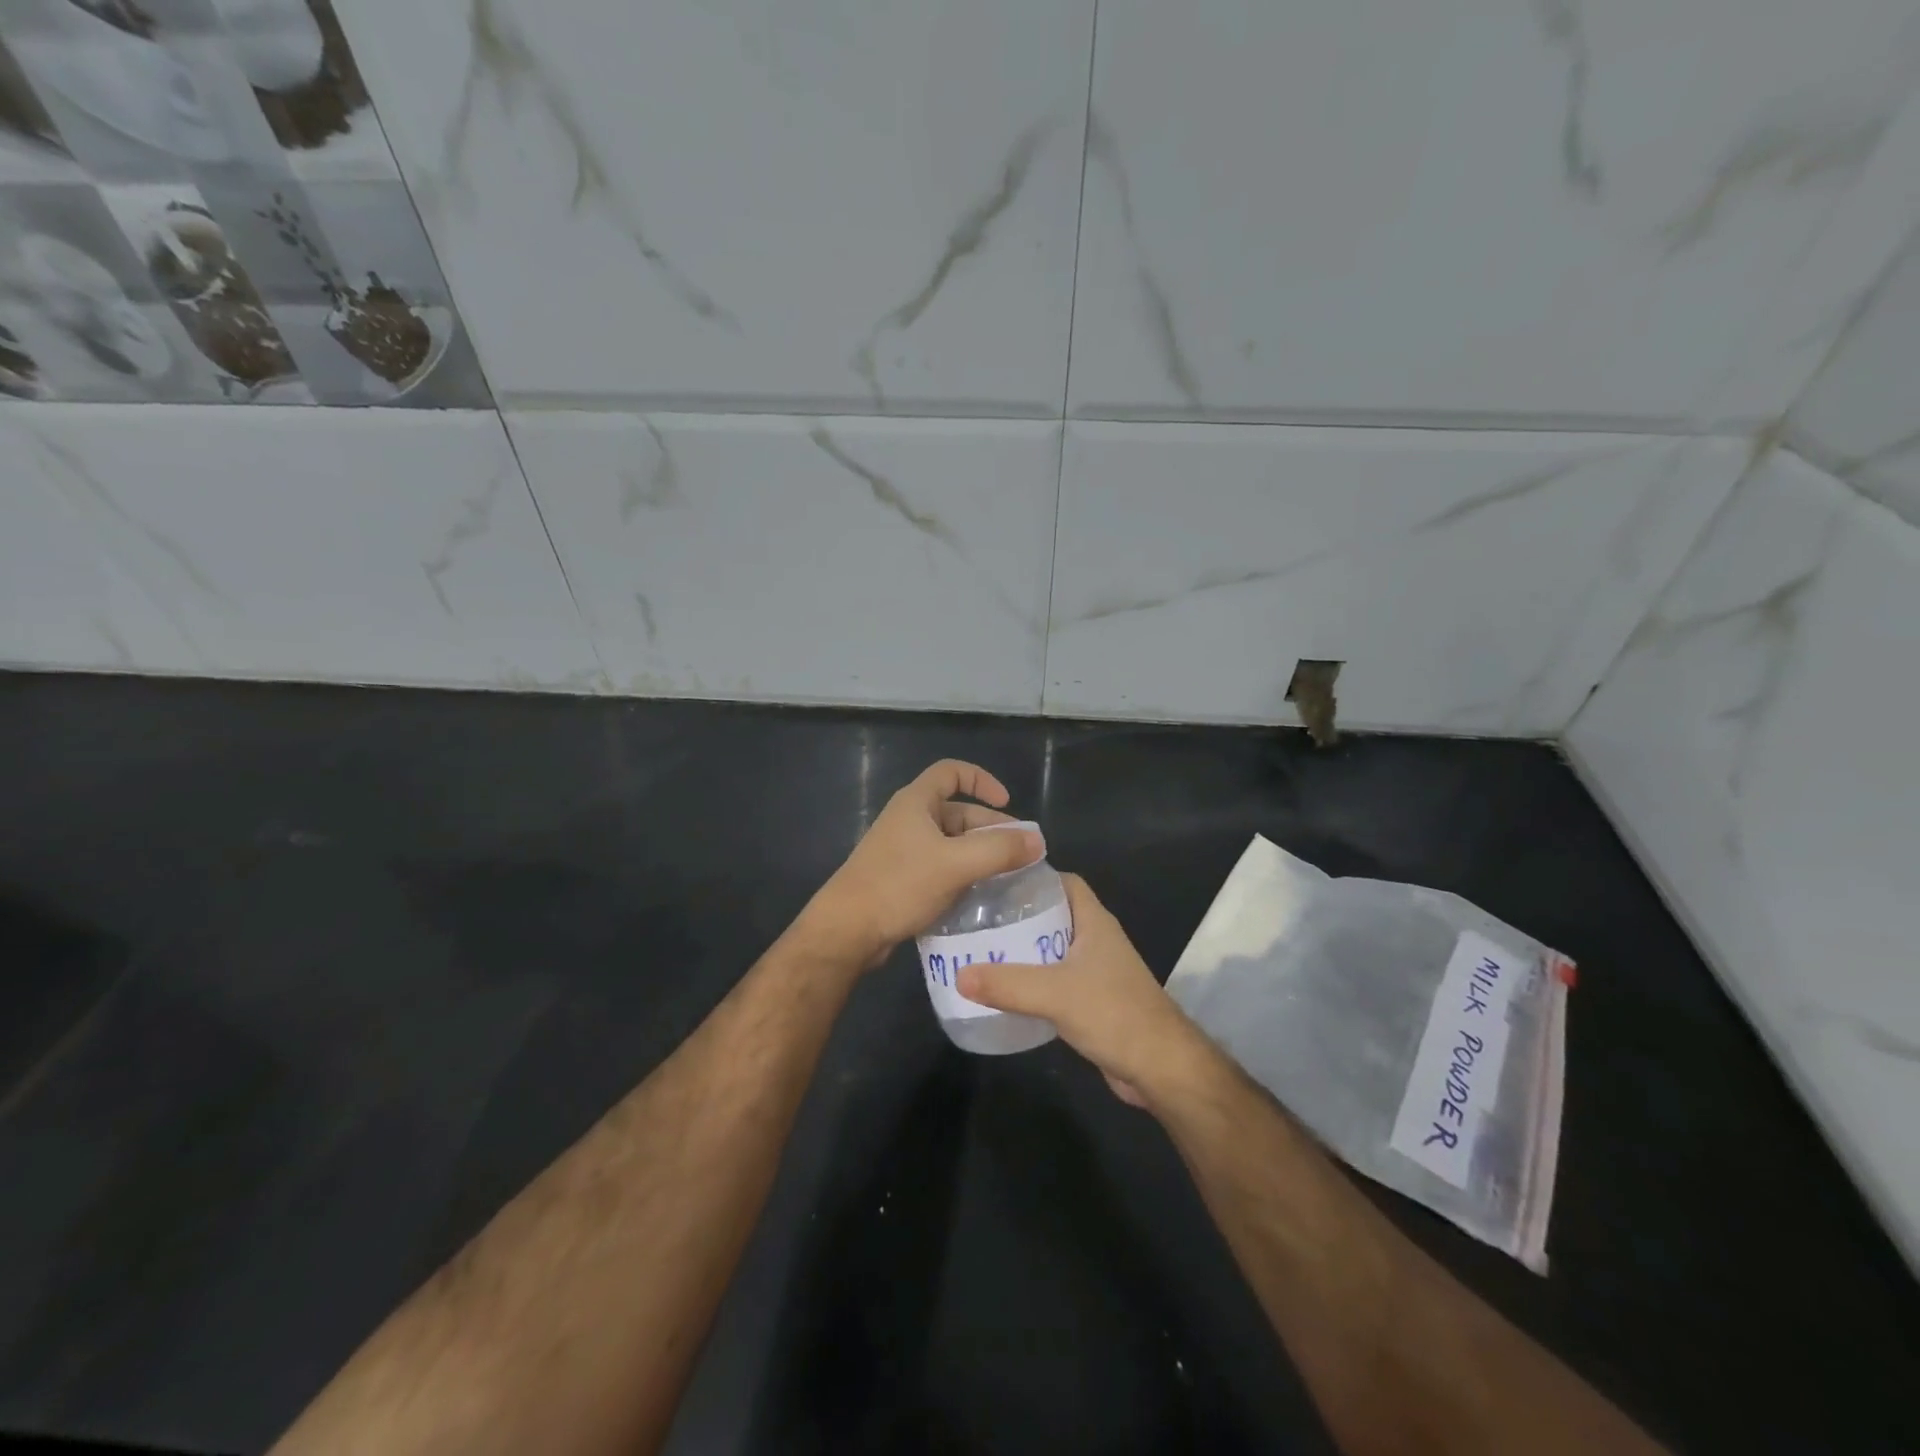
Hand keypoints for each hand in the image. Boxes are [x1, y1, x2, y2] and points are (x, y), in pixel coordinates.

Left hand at [800, 759, 1043, 967]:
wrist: (848, 930)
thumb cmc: (899, 885)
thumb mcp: (955, 864)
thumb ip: (999, 850)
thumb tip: (1038, 842)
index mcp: (916, 802)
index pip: (952, 772)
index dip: (982, 780)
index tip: (1007, 804)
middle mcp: (909, 820)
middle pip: (958, 812)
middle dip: (991, 829)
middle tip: (1021, 854)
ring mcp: (904, 851)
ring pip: (952, 844)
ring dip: (980, 855)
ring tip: (1008, 878)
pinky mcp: (902, 879)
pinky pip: (941, 868)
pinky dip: (963, 875)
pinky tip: (981, 897)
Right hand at [957, 875, 1214, 1106]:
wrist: (1161, 1068)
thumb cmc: (1114, 1014)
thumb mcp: (1055, 994)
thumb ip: (1007, 984)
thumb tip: (959, 975)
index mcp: (1094, 921)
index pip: (1063, 882)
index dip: (1032, 877)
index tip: (994, 882)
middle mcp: (1096, 939)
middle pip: (1053, 914)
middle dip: (1018, 915)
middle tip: (977, 919)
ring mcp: (1096, 971)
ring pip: (1052, 949)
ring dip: (1023, 950)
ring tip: (982, 951)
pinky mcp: (1093, 1000)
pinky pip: (1055, 980)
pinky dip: (1032, 981)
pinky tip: (1005, 990)